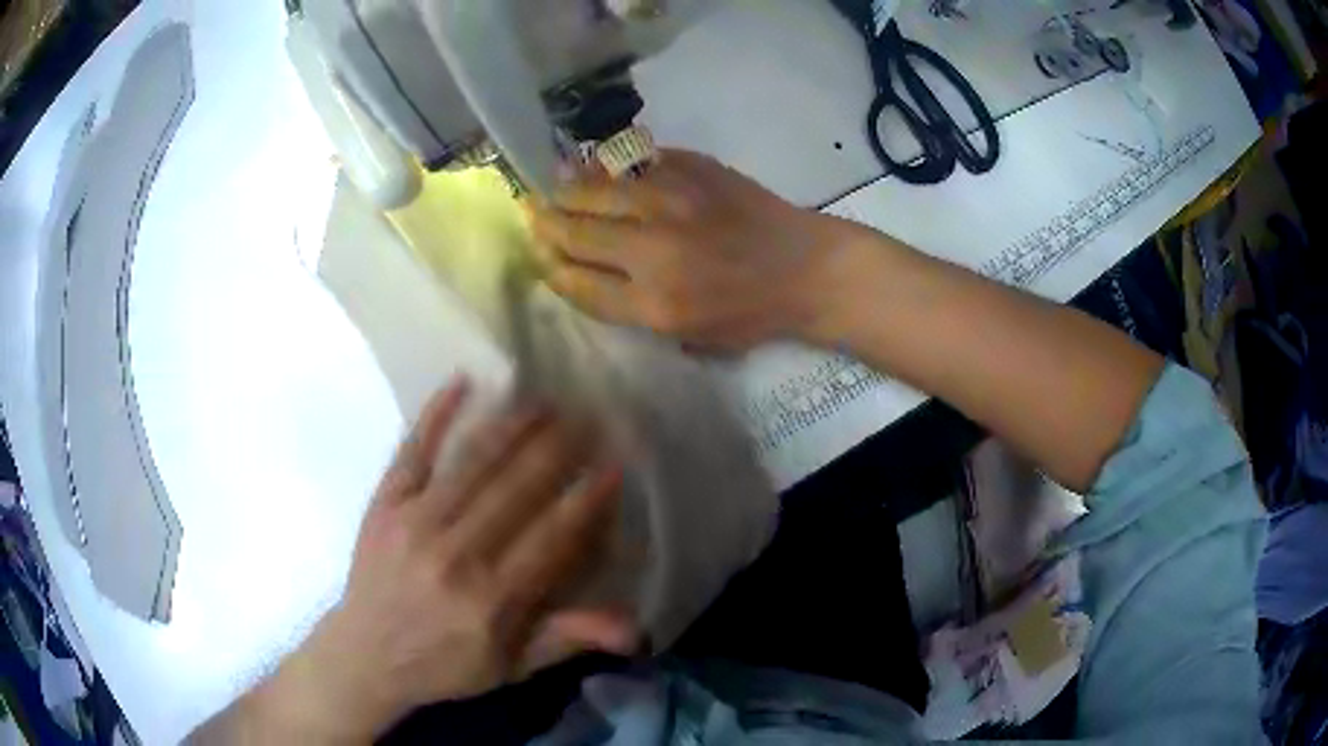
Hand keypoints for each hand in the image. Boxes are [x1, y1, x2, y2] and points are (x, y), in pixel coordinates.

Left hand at [246, 380, 632, 741]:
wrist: (366, 655)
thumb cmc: (444, 664)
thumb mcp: (512, 667)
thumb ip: (568, 639)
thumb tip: (634, 628)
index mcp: (492, 598)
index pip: (551, 537)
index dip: (586, 500)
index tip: (614, 466)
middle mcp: (456, 554)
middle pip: (515, 489)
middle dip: (558, 449)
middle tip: (589, 416)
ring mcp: (415, 522)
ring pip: (473, 463)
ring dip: (512, 426)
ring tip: (543, 400)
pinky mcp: (385, 504)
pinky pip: (413, 450)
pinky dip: (436, 414)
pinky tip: (461, 381)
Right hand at [528, 149, 854, 349]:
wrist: (807, 268)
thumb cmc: (752, 313)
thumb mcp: (689, 335)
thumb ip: (632, 306)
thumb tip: (583, 270)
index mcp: (654, 304)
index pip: (578, 282)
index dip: (550, 267)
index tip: (539, 255)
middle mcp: (654, 250)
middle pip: (577, 231)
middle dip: (545, 222)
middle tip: (530, 211)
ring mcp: (673, 201)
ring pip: (596, 188)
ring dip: (565, 187)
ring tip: (550, 185)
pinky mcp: (692, 169)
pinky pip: (632, 162)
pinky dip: (605, 165)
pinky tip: (592, 166)